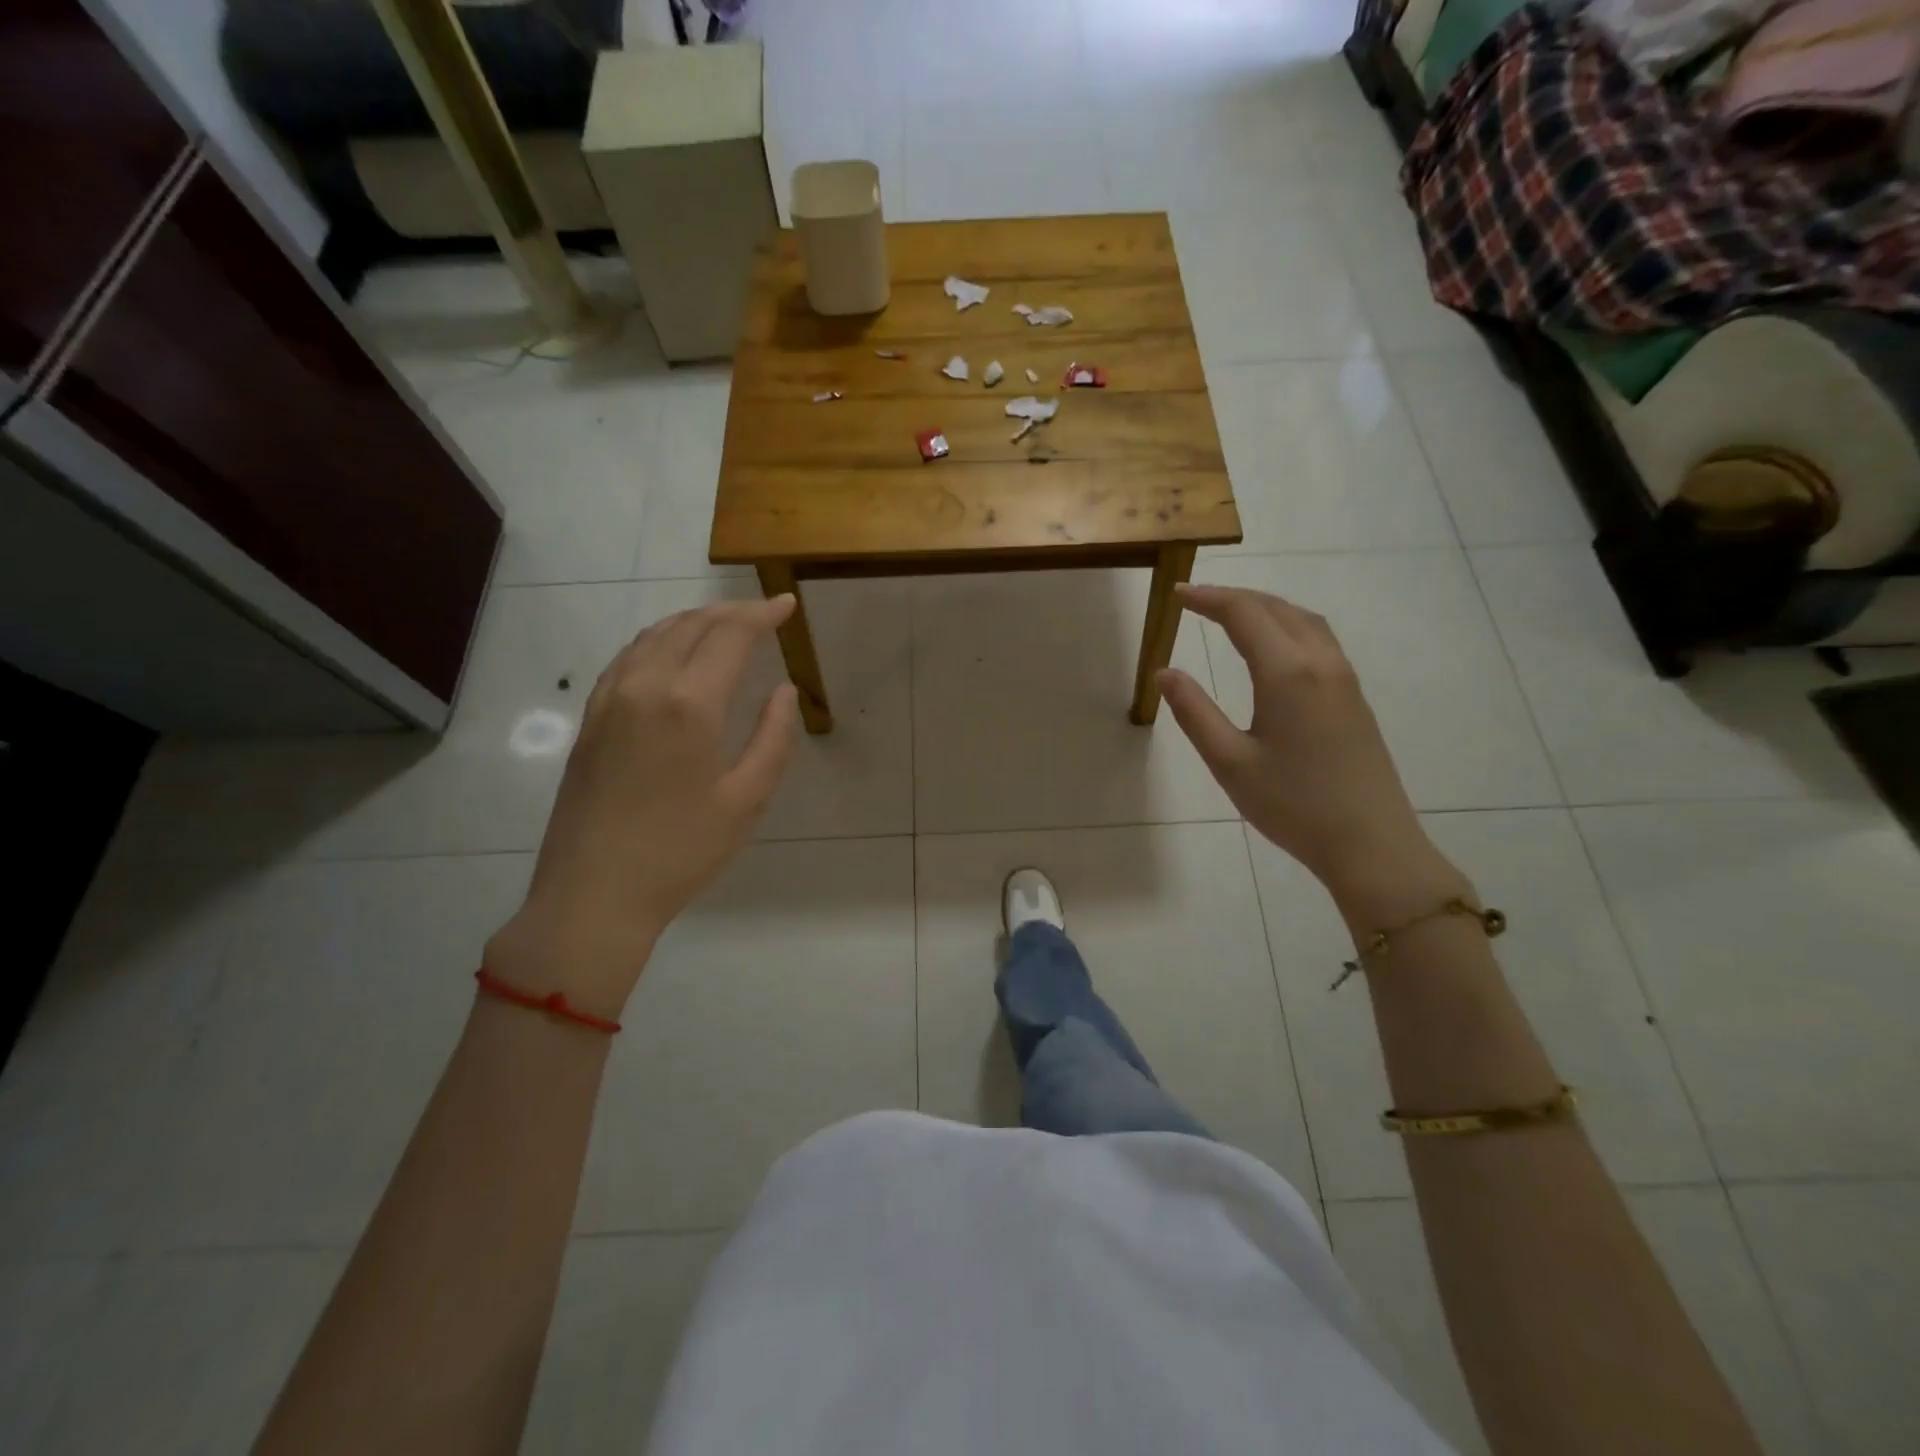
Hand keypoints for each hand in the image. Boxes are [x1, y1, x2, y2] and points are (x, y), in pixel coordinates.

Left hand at [486, 597, 799, 1018]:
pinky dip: (657, 640)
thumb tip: (783, 692)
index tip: (788, 605)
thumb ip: (772, 738)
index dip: (762, 615)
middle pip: (690, 626)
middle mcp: (644, 686)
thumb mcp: (746, 801)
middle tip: (763, 614)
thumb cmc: (681, 851)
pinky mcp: (590, 720)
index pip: (730, 636)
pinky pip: (626, 658)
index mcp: (688, 703)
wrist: (594, 894)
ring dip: (692, 621)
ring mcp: (609, 700)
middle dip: (731, 613)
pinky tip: (669, 652)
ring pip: (653, 636)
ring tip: (722, 625)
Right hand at [1157, 585, 1446, 900]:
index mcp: (1287, 672)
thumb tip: (1165, 672)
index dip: (1208, 599)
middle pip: (1276, 608)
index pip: (1243, 614)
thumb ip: (1194, 712)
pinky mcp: (1354, 697)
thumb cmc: (1293, 805)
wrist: (1371, 843)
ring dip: (1266, 607)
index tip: (1176, 594)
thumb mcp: (1230, 762)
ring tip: (1232, 614)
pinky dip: (1288, 625)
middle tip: (1197, 601)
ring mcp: (1344, 679)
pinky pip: (1319, 640)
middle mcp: (1320, 662)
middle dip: (1235, 597)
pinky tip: (1274, 647)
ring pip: (1303, 620)